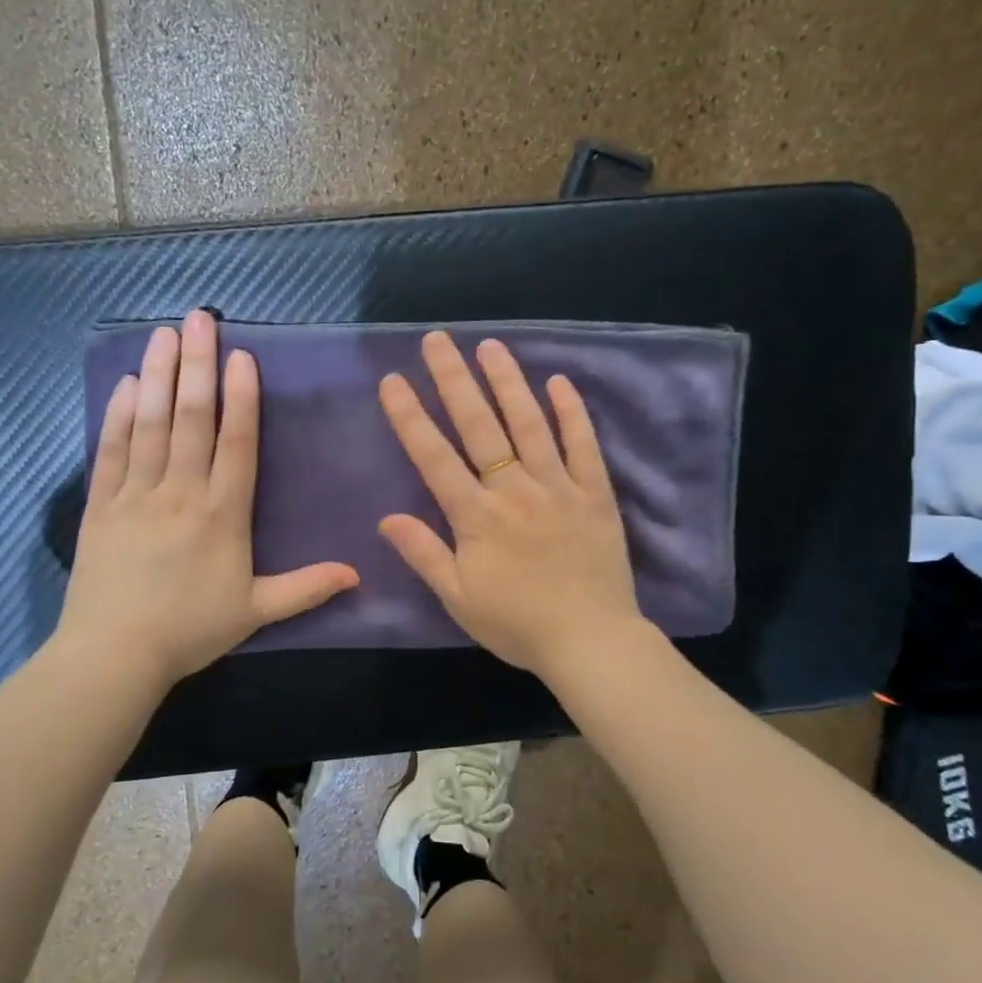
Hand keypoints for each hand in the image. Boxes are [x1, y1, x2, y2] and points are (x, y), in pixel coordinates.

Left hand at [55, 310, 359, 689]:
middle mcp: (181, 491)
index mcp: (222, 513)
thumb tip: (358, 574)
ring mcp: (137, 494)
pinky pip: (111, 450)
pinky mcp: (102, 504)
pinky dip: (117, 415)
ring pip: (150, 423)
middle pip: (191, 417)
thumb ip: (306, 588)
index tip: (241, 356)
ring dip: (157, 375)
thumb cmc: (189, 630)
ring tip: (163, 333)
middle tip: (199, 318)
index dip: (241, 396)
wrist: (114, 654)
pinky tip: (124, 384)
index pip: (236, 442)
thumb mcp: (255, 611)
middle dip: (197, 364)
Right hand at [377, 332, 644, 675]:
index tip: (394, 380)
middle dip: (454, 380)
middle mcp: (514, 490)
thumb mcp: (459, 598)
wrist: (590, 642)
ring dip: (507, 382)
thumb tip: (386, 518)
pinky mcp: (594, 494)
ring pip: (529, 424)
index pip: (434, 456)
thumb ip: (424, 553)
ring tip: (490, 346)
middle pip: (479, 426)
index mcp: (476, 516)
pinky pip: (583, 445)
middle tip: (437, 340)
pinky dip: (571, 412)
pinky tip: (558, 381)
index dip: (410, 416)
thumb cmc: (517, 624)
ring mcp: (558, 487)